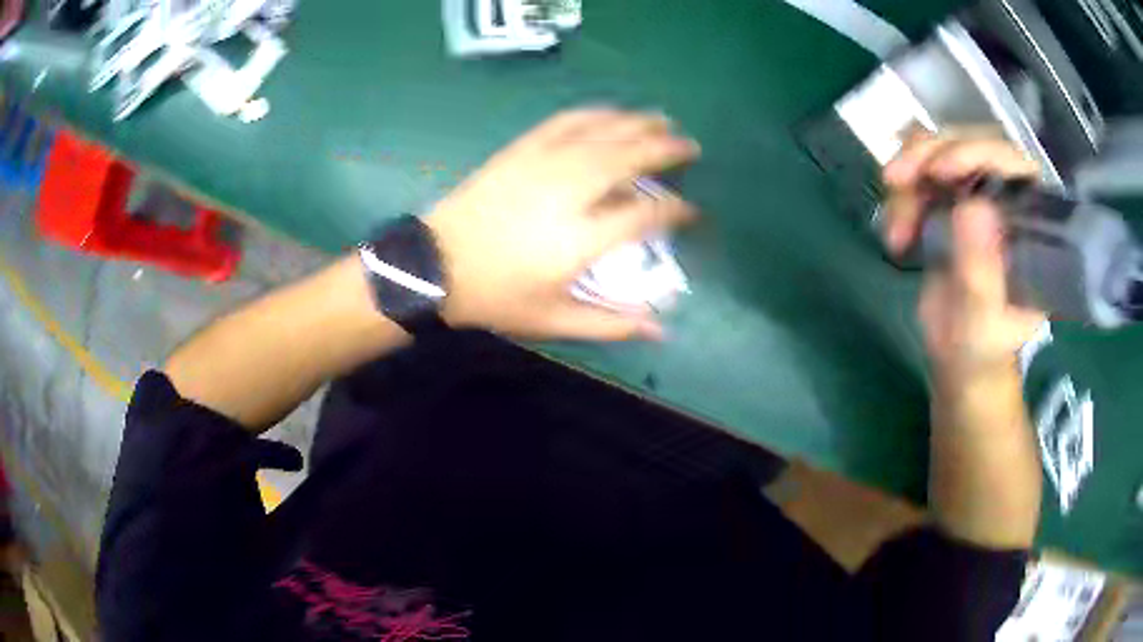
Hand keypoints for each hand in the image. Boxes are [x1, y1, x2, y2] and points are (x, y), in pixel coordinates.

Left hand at [424, 108, 699, 340]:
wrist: (435, 264)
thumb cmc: (496, 296)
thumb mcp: (554, 320)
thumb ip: (612, 323)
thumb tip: (661, 327)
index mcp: (580, 237)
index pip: (645, 214)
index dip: (675, 210)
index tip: (691, 210)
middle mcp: (568, 192)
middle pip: (628, 159)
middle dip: (664, 149)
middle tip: (690, 145)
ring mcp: (542, 164)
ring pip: (600, 133)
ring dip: (636, 123)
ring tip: (662, 119)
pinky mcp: (520, 151)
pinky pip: (564, 123)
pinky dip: (593, 114)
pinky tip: (610, 112)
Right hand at [882, 134, 1045, 382]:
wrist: (961, 357)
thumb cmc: (981, 347)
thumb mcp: (982, 320)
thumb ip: (980, 271)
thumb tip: (971, 206)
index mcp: (1033, 225)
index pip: (1014, 164)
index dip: (978, 152)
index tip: (940, 169)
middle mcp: (1008, 198)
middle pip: (971, 144)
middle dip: (930, 155)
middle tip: (896, 180)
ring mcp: (978, 195)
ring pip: (940, 152)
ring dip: (909, 177)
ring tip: (896, 229)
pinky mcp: (951, 200)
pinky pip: (920, 173)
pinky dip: (901, 194)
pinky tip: (896, 232)